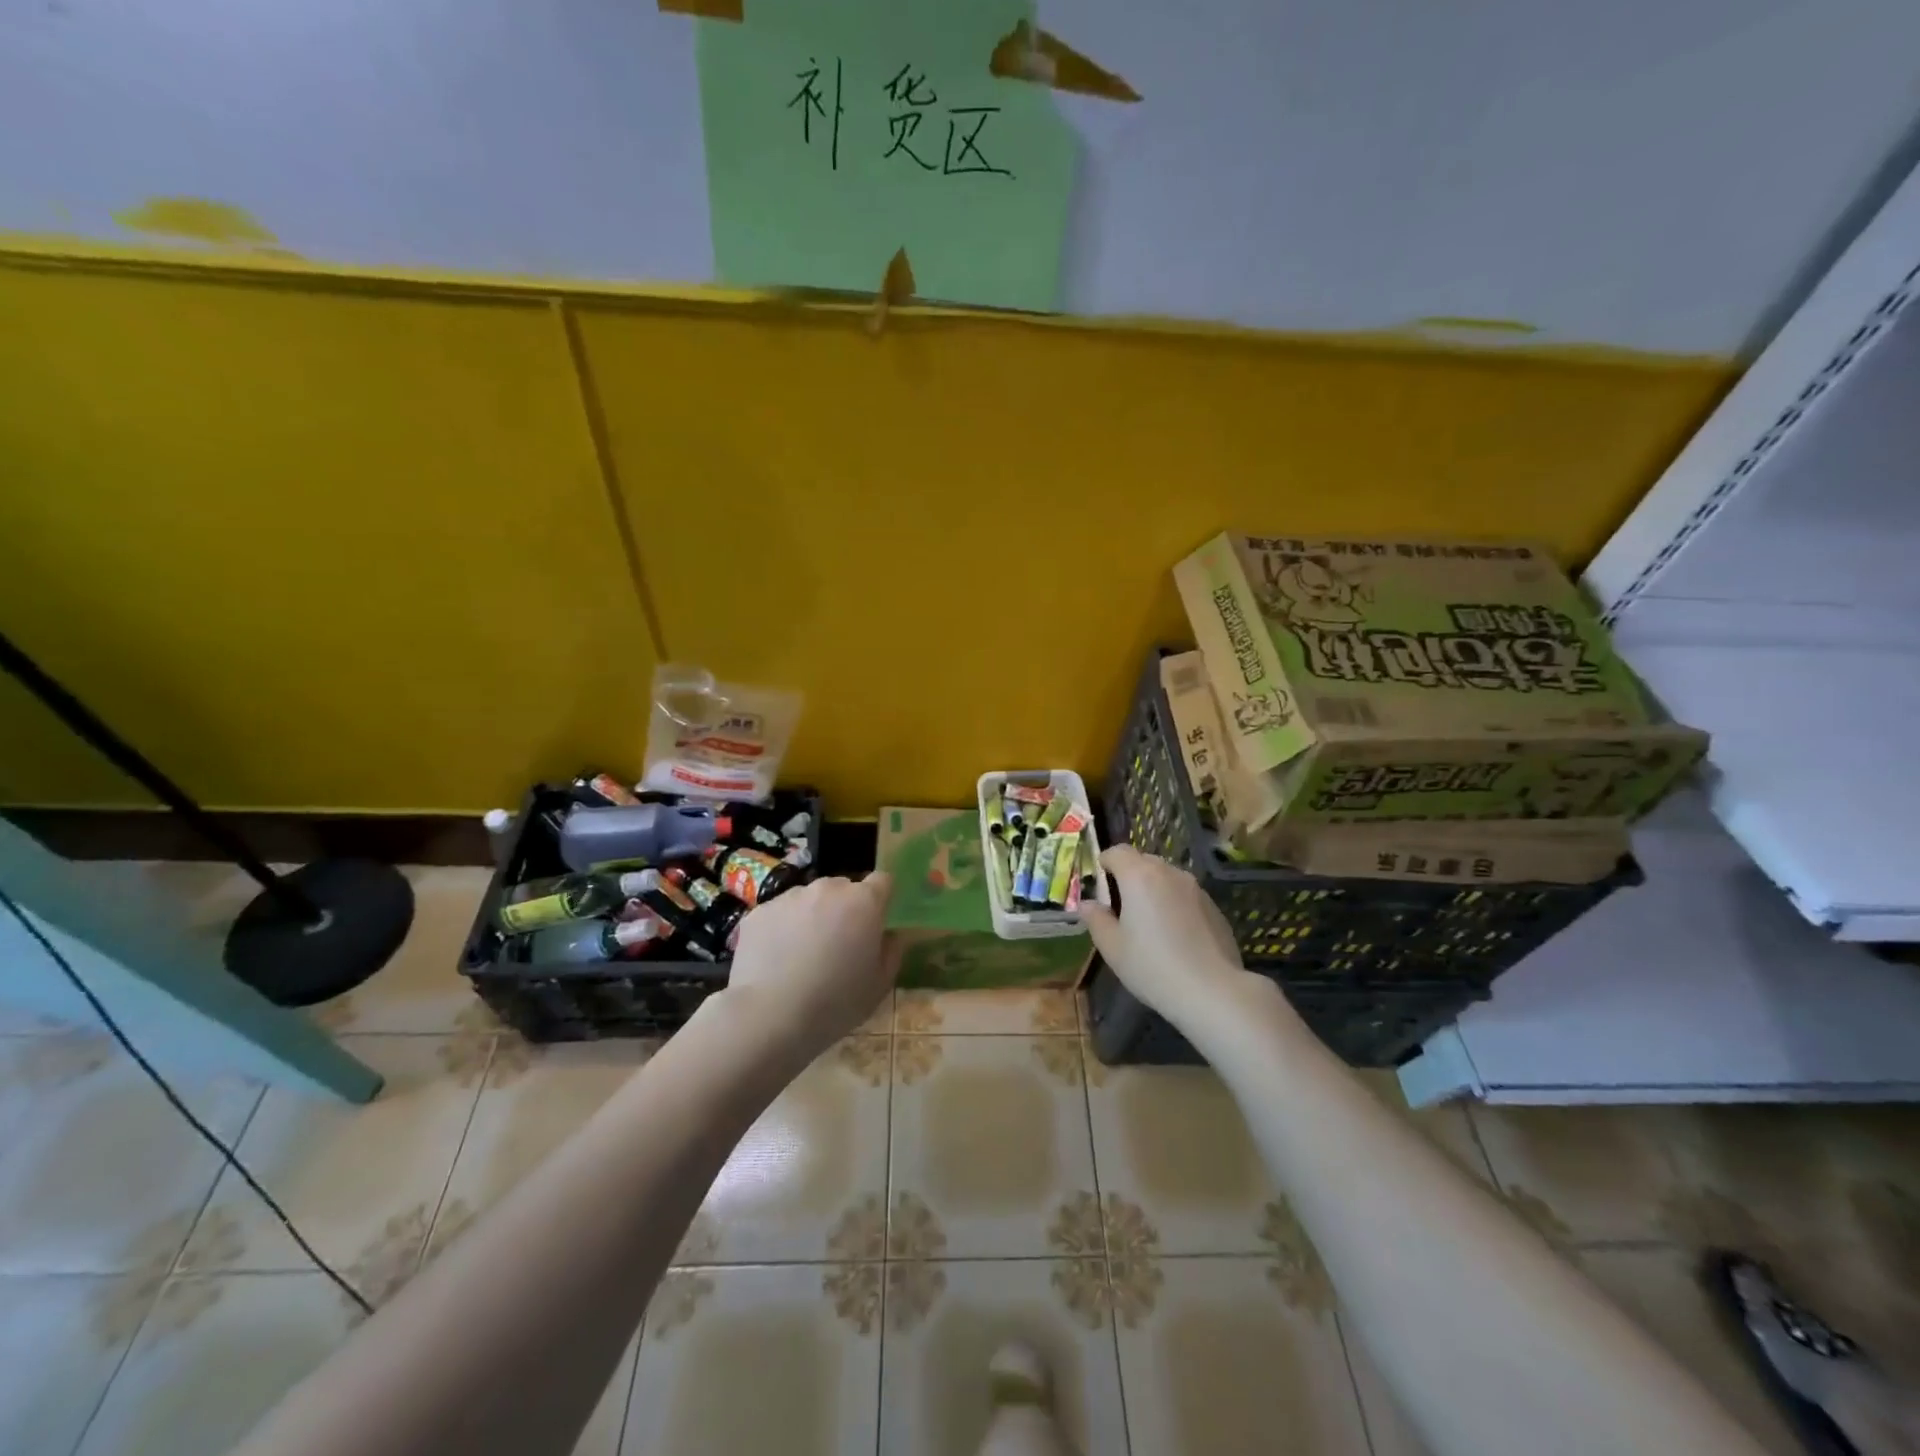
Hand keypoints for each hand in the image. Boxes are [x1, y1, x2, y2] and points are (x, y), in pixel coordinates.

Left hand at [724, 872, 895, 1055]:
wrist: (770, 1015)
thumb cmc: (836, 1003)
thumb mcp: (879, 985)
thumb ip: (892, 951)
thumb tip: (890, 934)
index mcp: (864, 902)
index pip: (882, 881)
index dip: (880, 899)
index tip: (875, 923)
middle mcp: (828, 889)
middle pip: (843, 888)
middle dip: (844, 909)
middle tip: (838, 944)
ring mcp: (790, 896)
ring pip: (809, 898)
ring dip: (812, 916)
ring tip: (802, 955)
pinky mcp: (759, 911)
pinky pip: (779, 913)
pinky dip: (782, 928)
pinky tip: (776, 960)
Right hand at [1081, 847, 1252, 1020]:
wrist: (1212, 991)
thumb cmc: (1152, 966)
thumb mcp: (1112, 947)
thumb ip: (1096, 919)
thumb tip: (1087, 904)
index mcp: (1140, 876)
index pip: (1117, 851)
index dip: (1104, 863)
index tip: (1099, 886)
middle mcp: (1169, 873)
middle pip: (1143, 861)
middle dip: (1128, 876)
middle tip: (1121, 908)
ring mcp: (1196, 889)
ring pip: (1167, 878)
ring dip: (1153, 890)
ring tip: (1149, 923)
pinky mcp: (1214, 907)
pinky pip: (1186, 896)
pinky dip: (1174, 905)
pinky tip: (1175, 937)